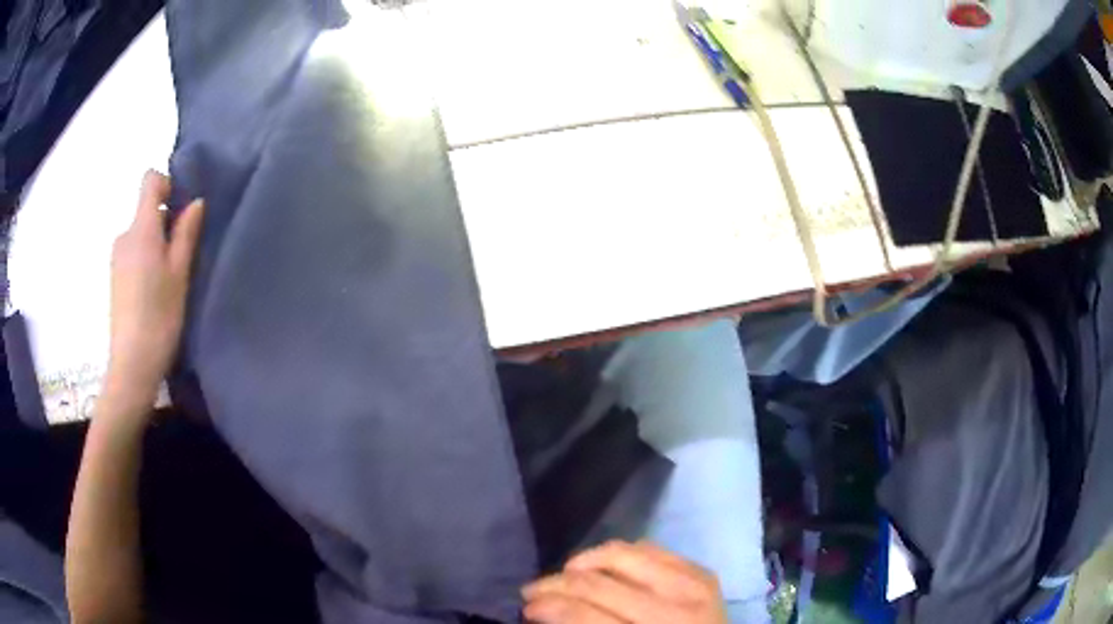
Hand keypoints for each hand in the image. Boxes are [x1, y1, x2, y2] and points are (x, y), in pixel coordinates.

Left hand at [104, 171, 203, 414]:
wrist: (132, 363)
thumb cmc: (160, 315)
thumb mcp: (180, 272)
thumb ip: (186, 233)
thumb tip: (195, 202)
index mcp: (141, 228)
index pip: (150, 181)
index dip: (167, 184)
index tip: (180, 209)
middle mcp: (124, 235)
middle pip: (146, 210)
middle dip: (165, 222)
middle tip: (182, 254)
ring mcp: (117, 257)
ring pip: (141, 234)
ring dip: (156, 243)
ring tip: (170, 278)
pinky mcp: (115, 276)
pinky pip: (133, 252)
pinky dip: (146, 259)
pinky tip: (154, 291)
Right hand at [522, 541, 727, 623]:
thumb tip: (542, 612)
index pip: (586, 615)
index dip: (549, 607)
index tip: (526, 607)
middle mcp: (673, 611)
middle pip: (598, 582)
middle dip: (555, 584)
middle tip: (533, 591)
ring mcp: (693, 586)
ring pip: (622, 553)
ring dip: (584, 561)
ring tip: (566, 575)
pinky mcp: (702, 572)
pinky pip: (650, 548)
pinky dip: (619, 556)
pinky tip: (605, 569)